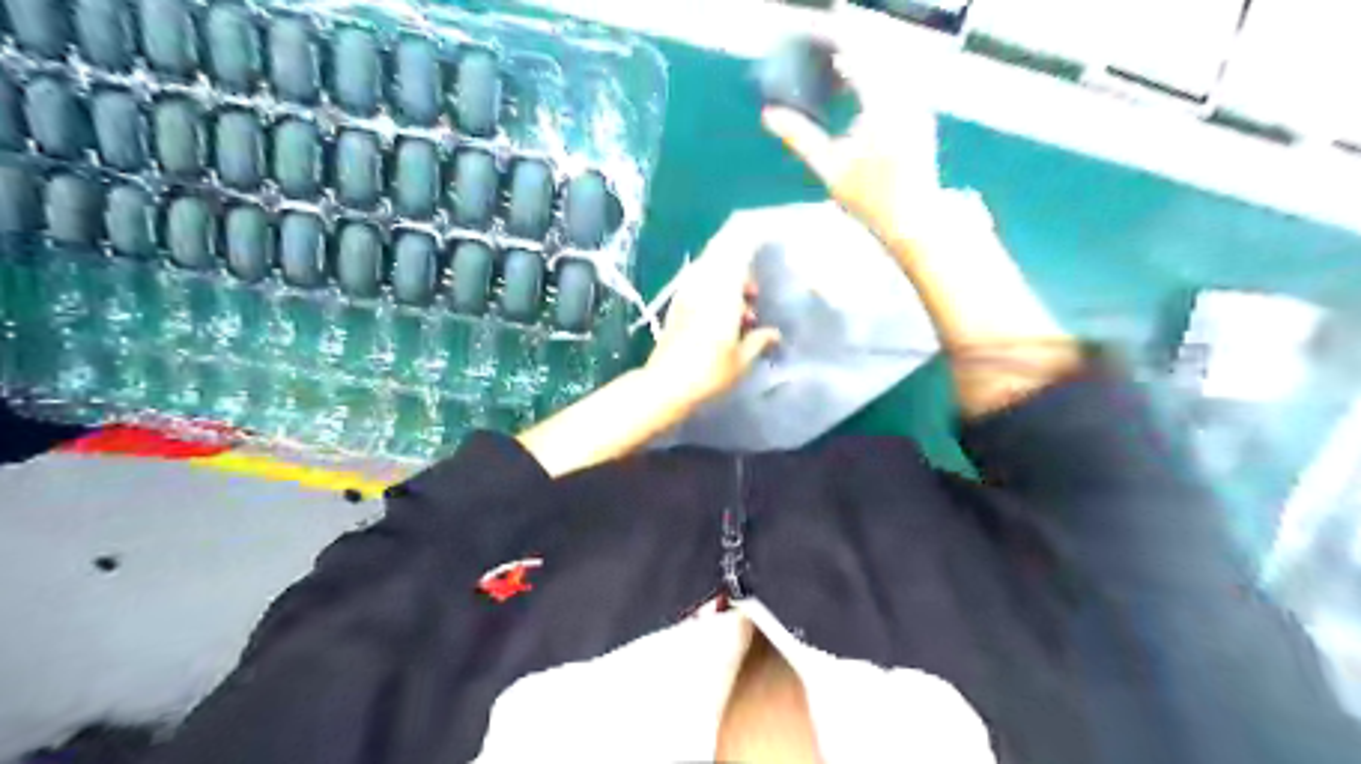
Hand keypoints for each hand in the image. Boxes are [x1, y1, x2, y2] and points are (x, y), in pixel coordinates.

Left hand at [644, 220, 780, 412]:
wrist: (665, 385)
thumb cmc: (708, 373)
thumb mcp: (742, 360)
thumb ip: (759, 340)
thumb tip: (773, 333)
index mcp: (723, 290)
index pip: (738, 246)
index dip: (754, 232)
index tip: (771, 230)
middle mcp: (704, 283)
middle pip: (724, 251)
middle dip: (745, 260)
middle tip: (760, 287)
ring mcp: (688, 292)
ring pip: (713, 267)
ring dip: (732, 279)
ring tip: (748, 309)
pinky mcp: (678, 304)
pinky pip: (703, 282)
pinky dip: (719, 289)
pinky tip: (730, 317)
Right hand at [763, 11, 947, 244]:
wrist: (913, 222)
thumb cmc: (869, 200)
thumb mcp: (829, 169)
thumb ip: (799, 137)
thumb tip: (769, 115)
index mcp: (883, 105)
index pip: (858, 57)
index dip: (837, 42)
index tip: (818, 35)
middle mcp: (906, 98)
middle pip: (876, 59)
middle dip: (850, 53)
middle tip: (824, 55)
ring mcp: (918, 108)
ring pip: (889, 72)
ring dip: (864, 68)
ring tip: (837, 71)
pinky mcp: (922, 119)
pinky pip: (899, 88)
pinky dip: (877, 83)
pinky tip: (859, 93)